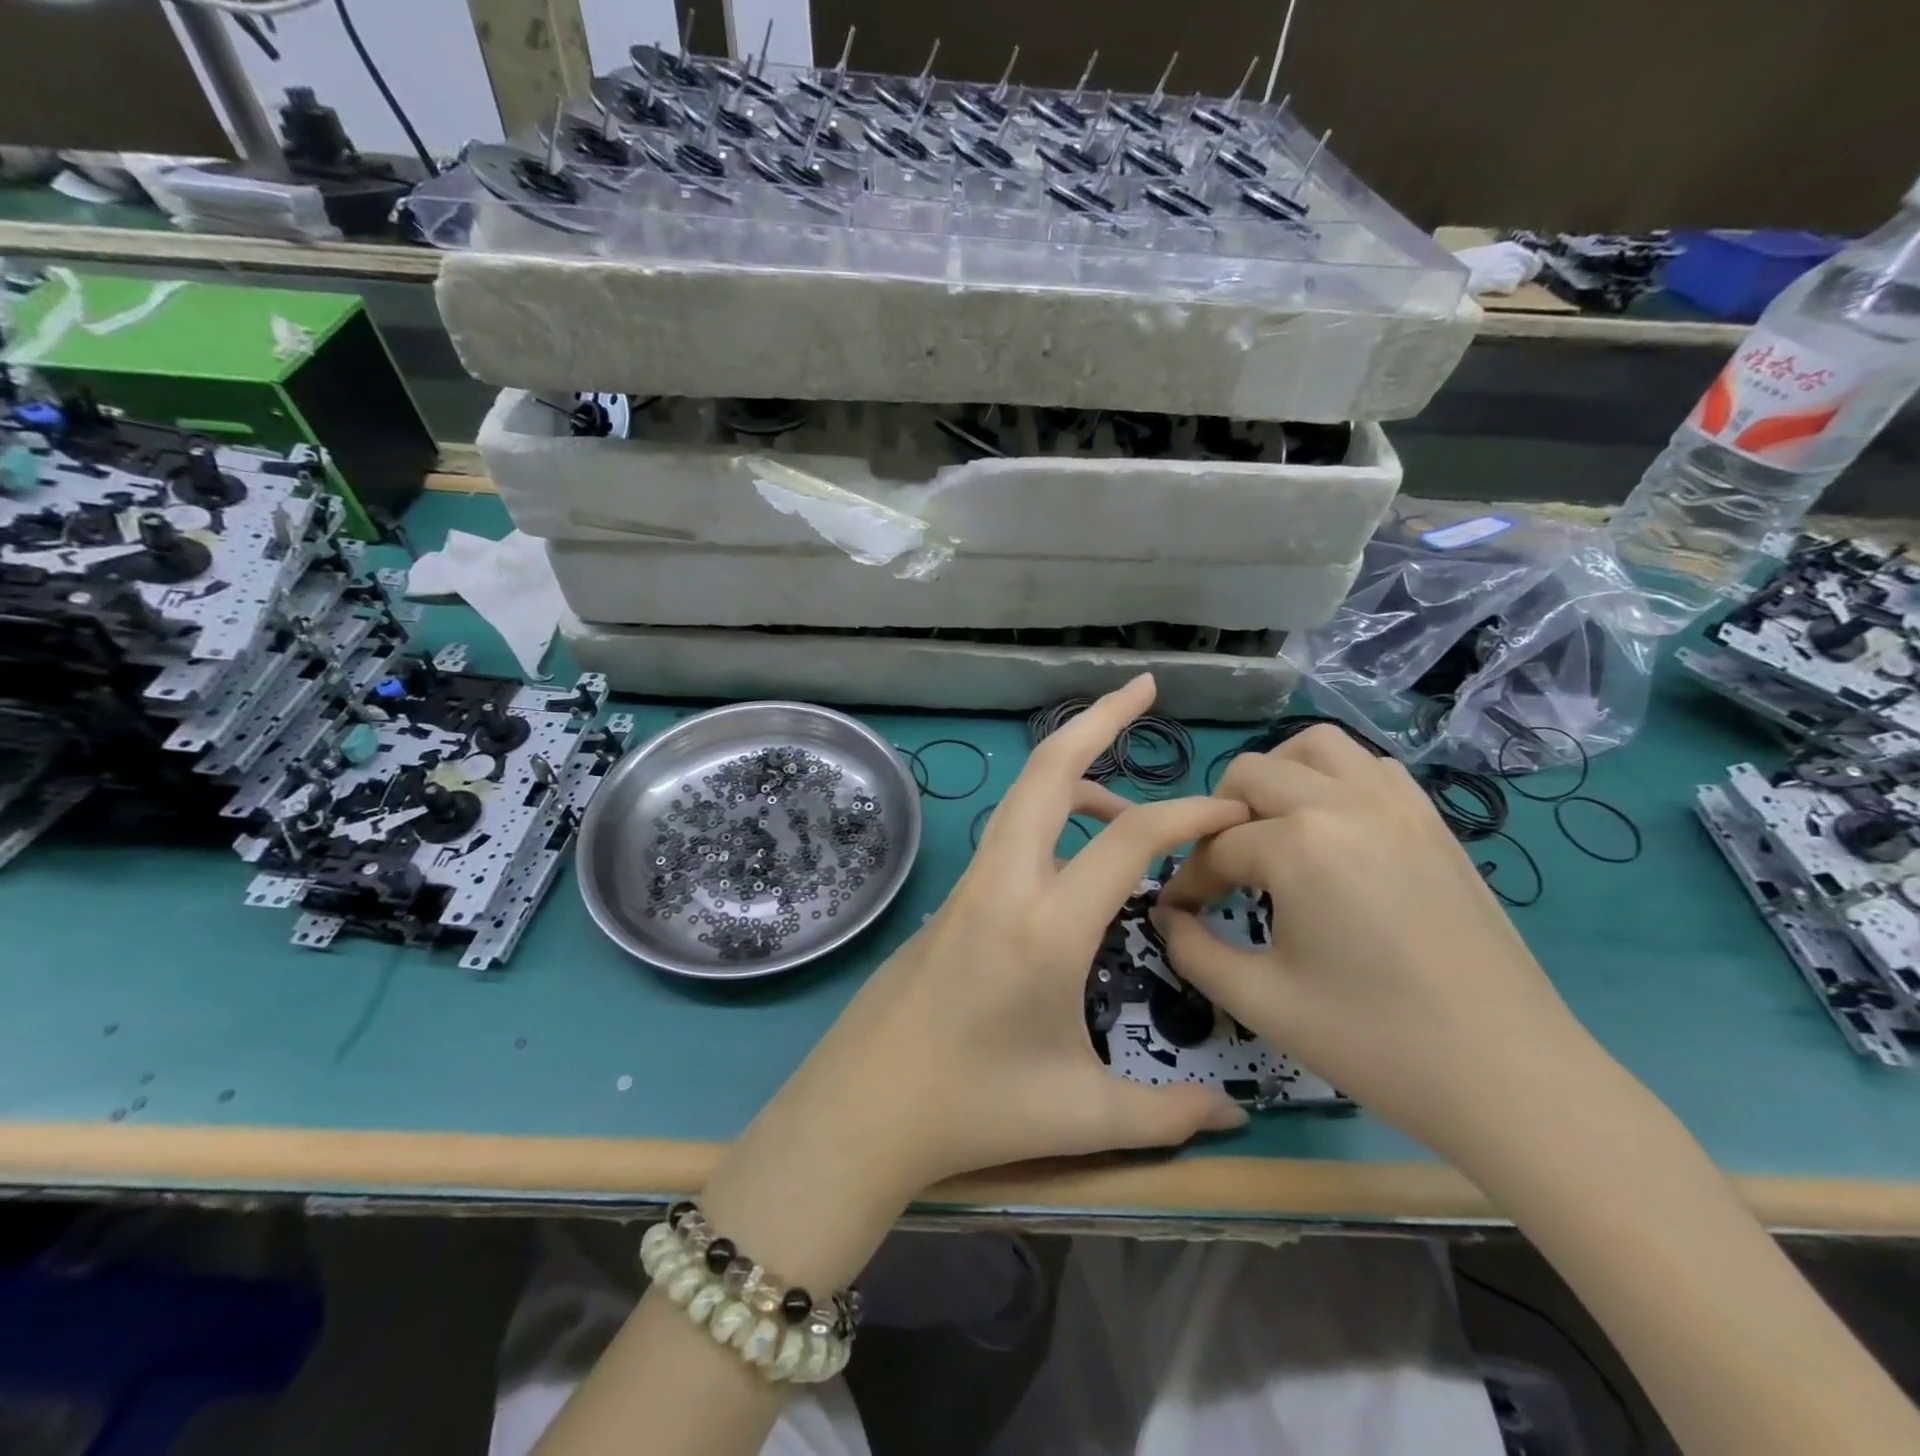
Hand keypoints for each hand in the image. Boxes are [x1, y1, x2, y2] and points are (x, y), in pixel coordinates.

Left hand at [772, 676, 1250, 1192]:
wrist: (862, 1107)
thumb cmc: (973, 1111)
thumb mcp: (1081, 1116)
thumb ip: (1168, 1116)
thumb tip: (1234, 1119)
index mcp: (1045, 925)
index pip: (1131, 837)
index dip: (1191, 812)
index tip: (1233, 811)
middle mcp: (1004, 883)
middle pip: (1048, 770)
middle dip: (1097, 719)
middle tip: (1143, 689)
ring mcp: (971, 883)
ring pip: (1024, 795)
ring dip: (1076, 772)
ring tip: (1131, 807)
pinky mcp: (954, 897)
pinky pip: (1010, 831)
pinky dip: (1052, 813)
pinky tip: (1078, 857)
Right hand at [1154, 724, 1605, 1167]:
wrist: (1510, 1078)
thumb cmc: (1373, 1041)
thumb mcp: (1259, 1000)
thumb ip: (1191, 948)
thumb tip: (1166, 914)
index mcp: (1299, 844)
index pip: (1216, 846)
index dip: (1188, 881)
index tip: (1181, 914)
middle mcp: (1345, 803)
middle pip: (1252, 774)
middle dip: (1220, 817)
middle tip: (1222, 872)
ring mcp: (1398, 805)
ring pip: (1315, 747)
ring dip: (1278, 778)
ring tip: (1272, 832)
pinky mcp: (1434, 821)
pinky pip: (1371, 767)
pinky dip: (1335, 780)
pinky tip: (1333, 833)